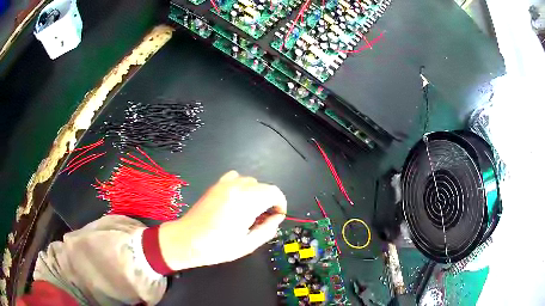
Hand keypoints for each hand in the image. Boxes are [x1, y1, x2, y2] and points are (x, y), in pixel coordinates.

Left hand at [158, 171, 286, 270]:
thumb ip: (267, 229)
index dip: (281, 203)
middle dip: (269, 200)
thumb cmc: (216, 247)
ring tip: (250, 211)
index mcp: (246, 202)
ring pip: (251, 182)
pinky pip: (235, 178)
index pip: (274, 192)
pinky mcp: (215, 185)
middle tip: (264, 218)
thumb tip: (277, 218)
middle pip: (264, 186)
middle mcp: (236, 188)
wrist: (186, 240)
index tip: (278, 215)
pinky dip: (242, 186)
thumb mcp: (247, 244)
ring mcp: (224, 184)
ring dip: (256, 194)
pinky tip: (237, 200)